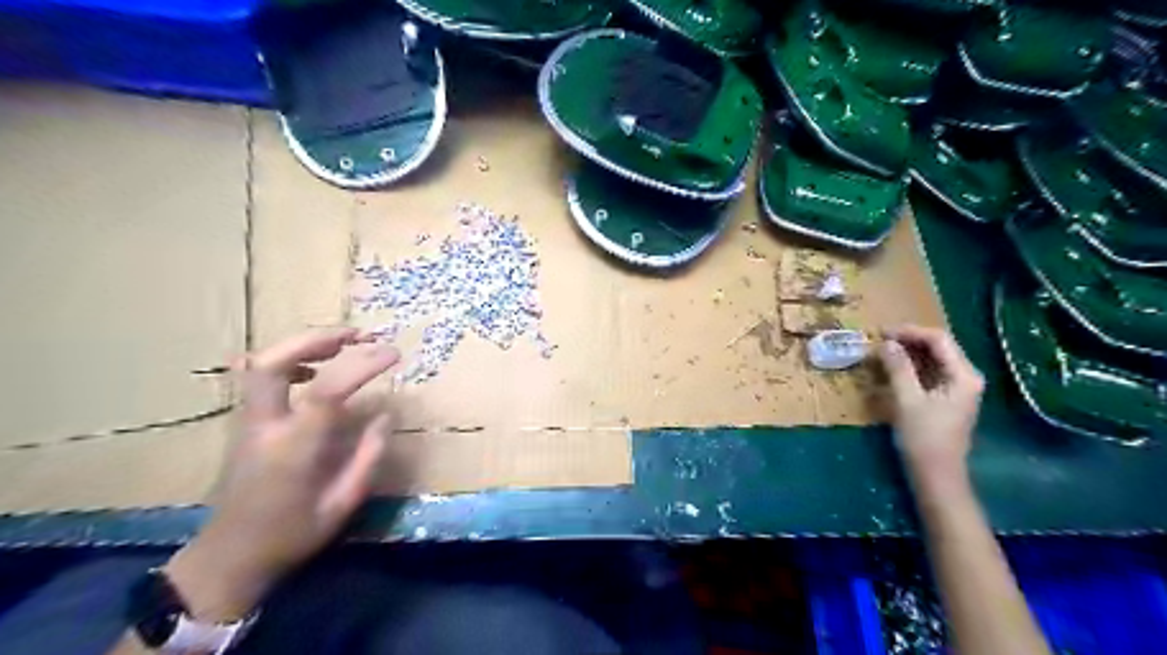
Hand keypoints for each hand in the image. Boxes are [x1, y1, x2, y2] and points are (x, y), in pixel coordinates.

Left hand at [164, 330, 401, 622]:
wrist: (229, 557)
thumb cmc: (291, 534)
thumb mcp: (342, 504)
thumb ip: (367, 457)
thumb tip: (384, 416)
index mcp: (293, 448)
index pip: (327, 391)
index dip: (362, 365)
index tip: (393, 353)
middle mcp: (265, 426)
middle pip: (273, 363)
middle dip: (315, 339)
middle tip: (357, 334)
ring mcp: (248, 423)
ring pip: (262, 365)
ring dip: (303, 345)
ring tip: (342, 343)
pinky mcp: (246, 424)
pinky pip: (262, 379)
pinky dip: (291, 362)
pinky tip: (316, 370)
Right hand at [874, 325, 981, 489]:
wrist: (936, 474)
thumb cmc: (924, 437)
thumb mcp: (907, 400)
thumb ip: (898, 368)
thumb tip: (886, 343)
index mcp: (964, 375)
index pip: (939, 340)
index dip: (910, 332)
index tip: (882, 332)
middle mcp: (966, 377)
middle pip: (938, 347)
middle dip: (908, 341)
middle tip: (878, 340)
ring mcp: (957, 388)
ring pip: (932, 360)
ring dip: (908, 353)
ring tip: (881, 351)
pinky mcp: (946, 398)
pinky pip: (929, 373)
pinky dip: (910, 367)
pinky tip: (892, 368)